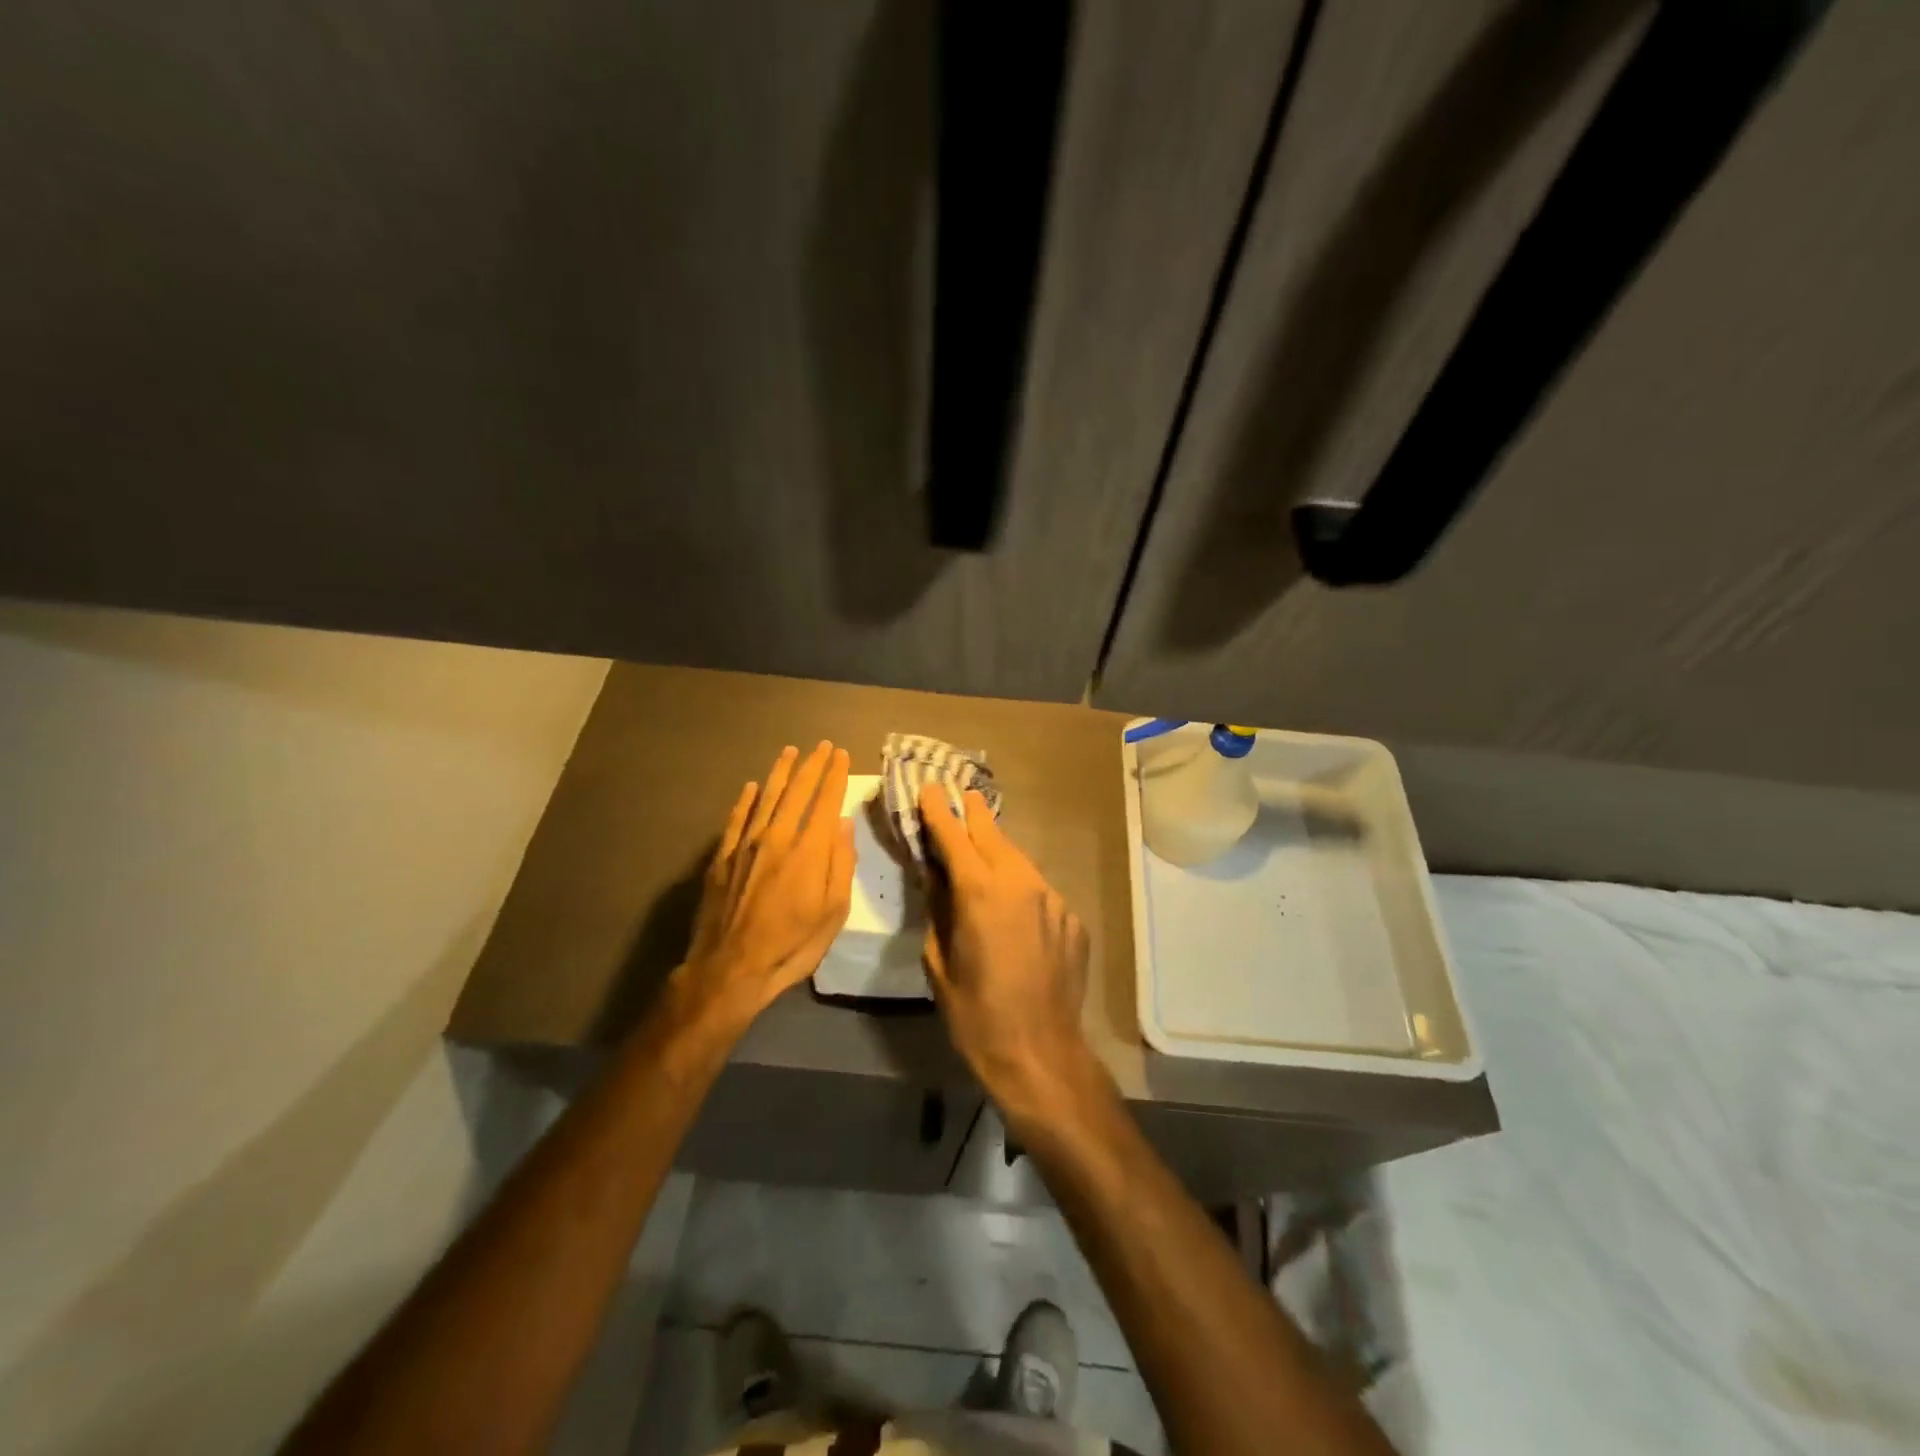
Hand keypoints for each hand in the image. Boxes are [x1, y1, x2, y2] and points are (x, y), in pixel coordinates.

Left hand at [680, 741, 855, 1024]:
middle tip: (821, 746)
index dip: (834, 775)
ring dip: (780, 772)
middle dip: (811, 766)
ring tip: (790, 751)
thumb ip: (840, 864)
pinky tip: (752, 786)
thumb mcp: (833, 913)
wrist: (730, 969)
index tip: (840, 754)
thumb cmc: (792, 946)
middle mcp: (776, 837)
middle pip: (796, 792)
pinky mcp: (722, 858)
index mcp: (809, 851)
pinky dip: (746, 799)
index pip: (824, 801)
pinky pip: (736, 818)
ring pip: (765, 797)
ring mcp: (745, 845)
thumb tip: (843, 823)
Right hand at [917, 785, 1093, 1113]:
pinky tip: (1012, 905)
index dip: (938, 811)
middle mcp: (1020, 883)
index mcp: (980, 891)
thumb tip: (935, 877)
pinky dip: (1021, 887)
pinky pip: (1039, 891)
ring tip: (982, 844)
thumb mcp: (939, 961)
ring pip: (1019, 860)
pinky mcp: (1071, 918)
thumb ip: (937, 910)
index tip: (928, 788)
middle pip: (992, 835)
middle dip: (973, 814)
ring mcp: (1052, 898)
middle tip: (961, 794)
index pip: (953, 836)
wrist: (1040, 1052)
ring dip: (998, 850)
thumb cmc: (975, 1013)